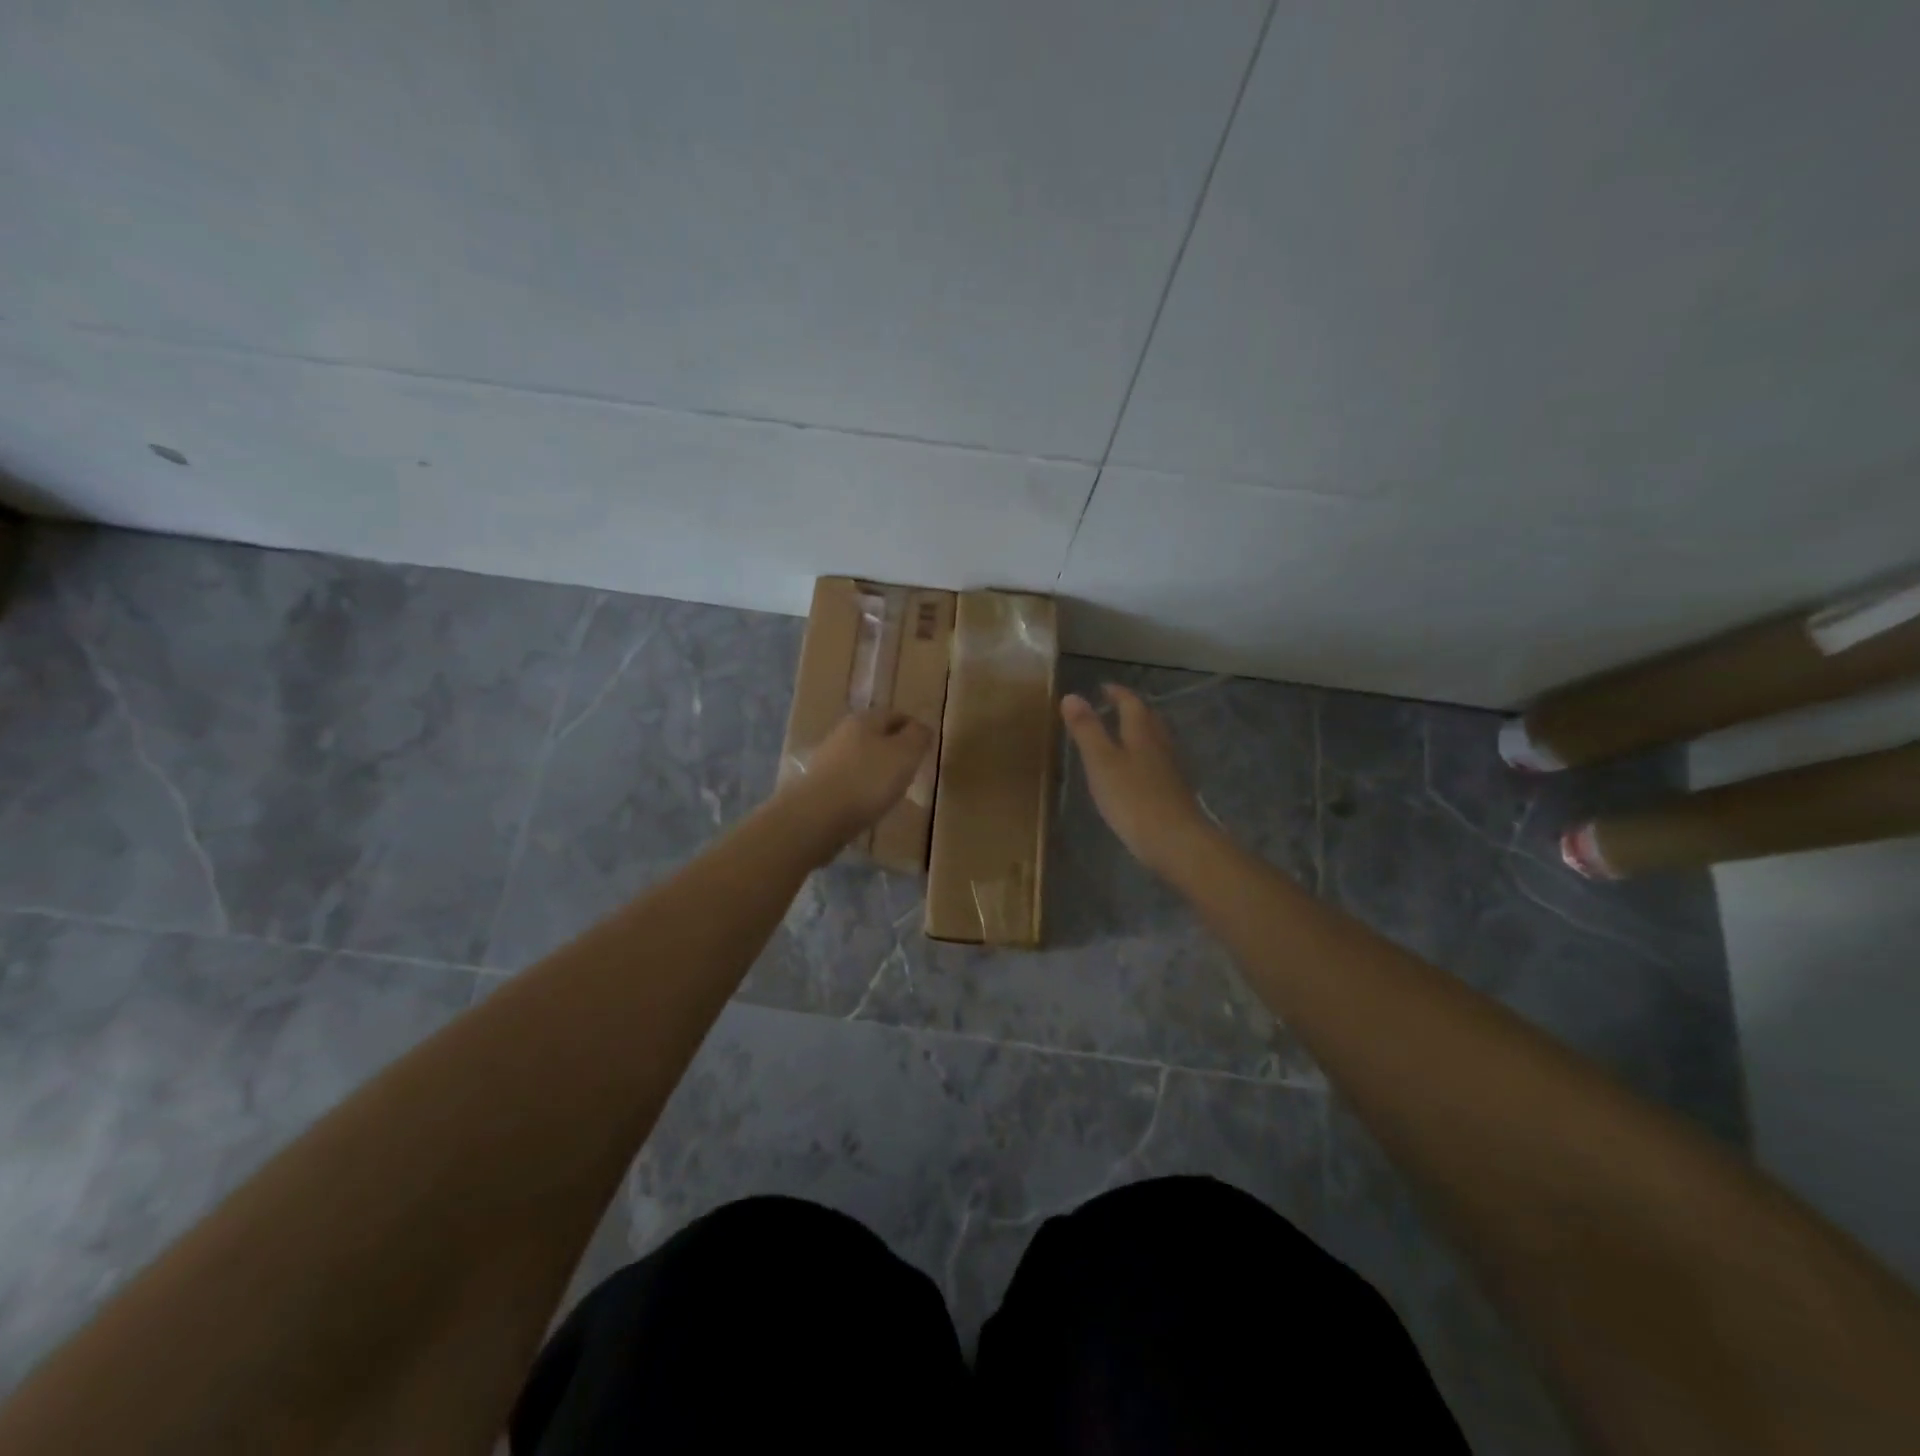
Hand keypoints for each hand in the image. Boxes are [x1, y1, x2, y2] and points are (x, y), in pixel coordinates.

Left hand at [779, 709, 934, 853]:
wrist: (818, 816)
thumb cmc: (869, 780)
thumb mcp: (905, 754)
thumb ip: (918, 736)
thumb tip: (922, 728)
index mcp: (865, 719)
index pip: (896, 715)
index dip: (914, 729)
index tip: (926, 748)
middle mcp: (843, 732)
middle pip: (876, 734)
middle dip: (894, 748)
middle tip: (912, 768)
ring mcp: (828, 758)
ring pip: (861, 756)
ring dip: (877, 767)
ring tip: (893, 788)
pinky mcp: (819, 783)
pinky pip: (849, 778)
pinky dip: (862, 785)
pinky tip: (869, 801)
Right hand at [1061, 685, 1213, 874]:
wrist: (1176, 841)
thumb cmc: (1133, 799)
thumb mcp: (1101, 762)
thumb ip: (1086, 730)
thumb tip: (1071, 695)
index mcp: (1142, 733)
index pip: (1131, 703)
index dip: (1117, 693)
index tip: (1103, 688)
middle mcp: (1161, 745)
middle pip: (1149, 719)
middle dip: (1132, 709)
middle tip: (1114, 707)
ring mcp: (1172, 769)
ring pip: (1156, 740)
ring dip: (1141, 732)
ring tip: (1123, 735)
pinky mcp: (1175, 791)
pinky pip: (1159, 762)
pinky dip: (1146, 756)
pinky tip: (1138, 771)